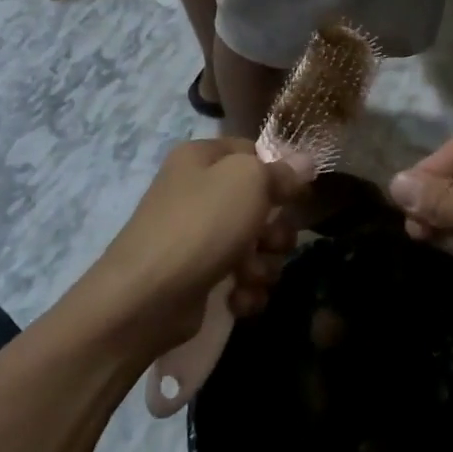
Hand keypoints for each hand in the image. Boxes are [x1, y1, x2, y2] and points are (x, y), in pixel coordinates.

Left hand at [89, 139, 304, 352]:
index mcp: (202, 158)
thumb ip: (281, 171)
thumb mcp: (249, 182)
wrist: (146, 298)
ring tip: (249, 276)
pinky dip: (245, 290)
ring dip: (263, 265)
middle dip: (274, 230)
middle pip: (259, 204)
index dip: (278, 173)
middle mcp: (197, 192)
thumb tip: (305, 162)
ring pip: (254, 245)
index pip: (252, 152)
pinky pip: (239, 278)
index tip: (296, 194)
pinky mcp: (198, 277)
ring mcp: (196, 237)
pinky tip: (238, 299)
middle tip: (270, 243)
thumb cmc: (202, 225)